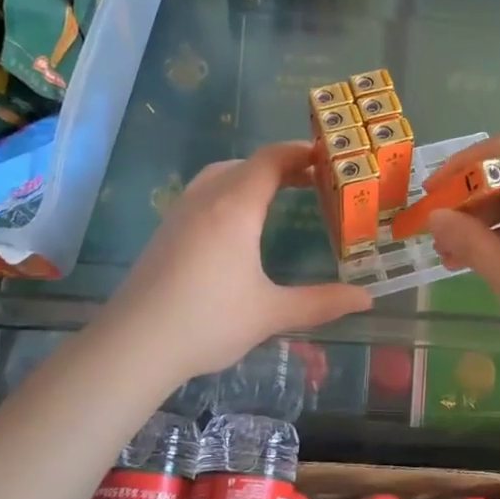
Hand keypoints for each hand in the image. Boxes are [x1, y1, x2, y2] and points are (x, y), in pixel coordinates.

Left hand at [106, 142, 371, 384]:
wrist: (132, 346)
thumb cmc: (207, 322)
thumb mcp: (270, 313)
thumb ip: (321, 302)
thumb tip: (367, 298)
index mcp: (234, 208)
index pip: (271, 160)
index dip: (301, 152)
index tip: (330, 158)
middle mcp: (206, 199)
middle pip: (247, 163)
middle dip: (282, 164)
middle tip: (314, 180)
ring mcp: (180, 213)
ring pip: (220, 174)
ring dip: (252, 175)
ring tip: (278, 193)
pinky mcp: (165, 230)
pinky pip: (203, 192)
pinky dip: (230, 190)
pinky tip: (237, 223)